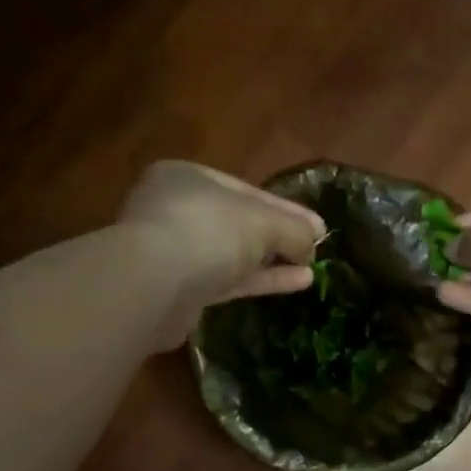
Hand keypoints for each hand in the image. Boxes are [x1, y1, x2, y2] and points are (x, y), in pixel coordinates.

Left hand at [120, 161, 325, 343]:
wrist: (153, 286)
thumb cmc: (208, 231)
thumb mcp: (262, 221)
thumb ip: (293, 228)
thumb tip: (314, 242)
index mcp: (187, 178)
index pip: (246, 190)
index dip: (285, 208)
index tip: (318, 227)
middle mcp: (174, 210)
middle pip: (237, 222)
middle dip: (278, 235)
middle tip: (314, 248)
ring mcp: (172, 252)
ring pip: (231, 254)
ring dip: (271, 261)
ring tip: (309, 269)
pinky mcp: (177, 291)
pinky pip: (226, 281)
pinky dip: (259, 281)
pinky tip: (294, 284)